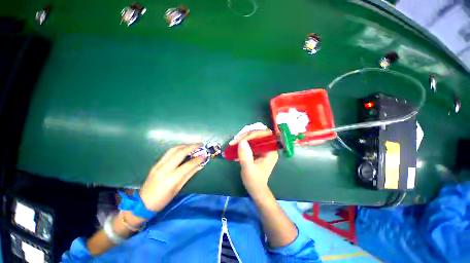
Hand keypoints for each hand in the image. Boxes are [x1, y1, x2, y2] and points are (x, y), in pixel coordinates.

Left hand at [139, 144, 205, 211]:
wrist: (142, 203)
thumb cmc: (163, 199)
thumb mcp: (178, 188)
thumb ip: (190, 174)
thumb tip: (200, 165)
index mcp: (172, 178)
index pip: (188, 165)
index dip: (198, 159)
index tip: (205, 155)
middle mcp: (165, 169)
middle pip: (180, 153)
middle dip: (192, 147)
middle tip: (200, 145)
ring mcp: (159, 164)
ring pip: (173, 149)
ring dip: (185, 145)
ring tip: (193, 145)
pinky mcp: (156, 163)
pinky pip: (169, 152)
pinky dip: (178, 148)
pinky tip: (184, 149)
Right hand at [230, 130, 278, 197]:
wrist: (255, 189)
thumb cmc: (254, 181)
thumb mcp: (248, 169)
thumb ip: (245, 156)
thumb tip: (242, 141)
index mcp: (271, 151)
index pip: (264, 135)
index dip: (253, 134)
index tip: (241, 140)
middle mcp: (268, 148)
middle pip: (258, 135)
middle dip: (246, 136)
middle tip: (234, 141)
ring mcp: (263, 149)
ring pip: (253, 138)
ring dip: (243, 139)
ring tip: (233, 144)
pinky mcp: (258, 151)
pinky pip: (250, 143)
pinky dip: (242, 144)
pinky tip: (235, 148)